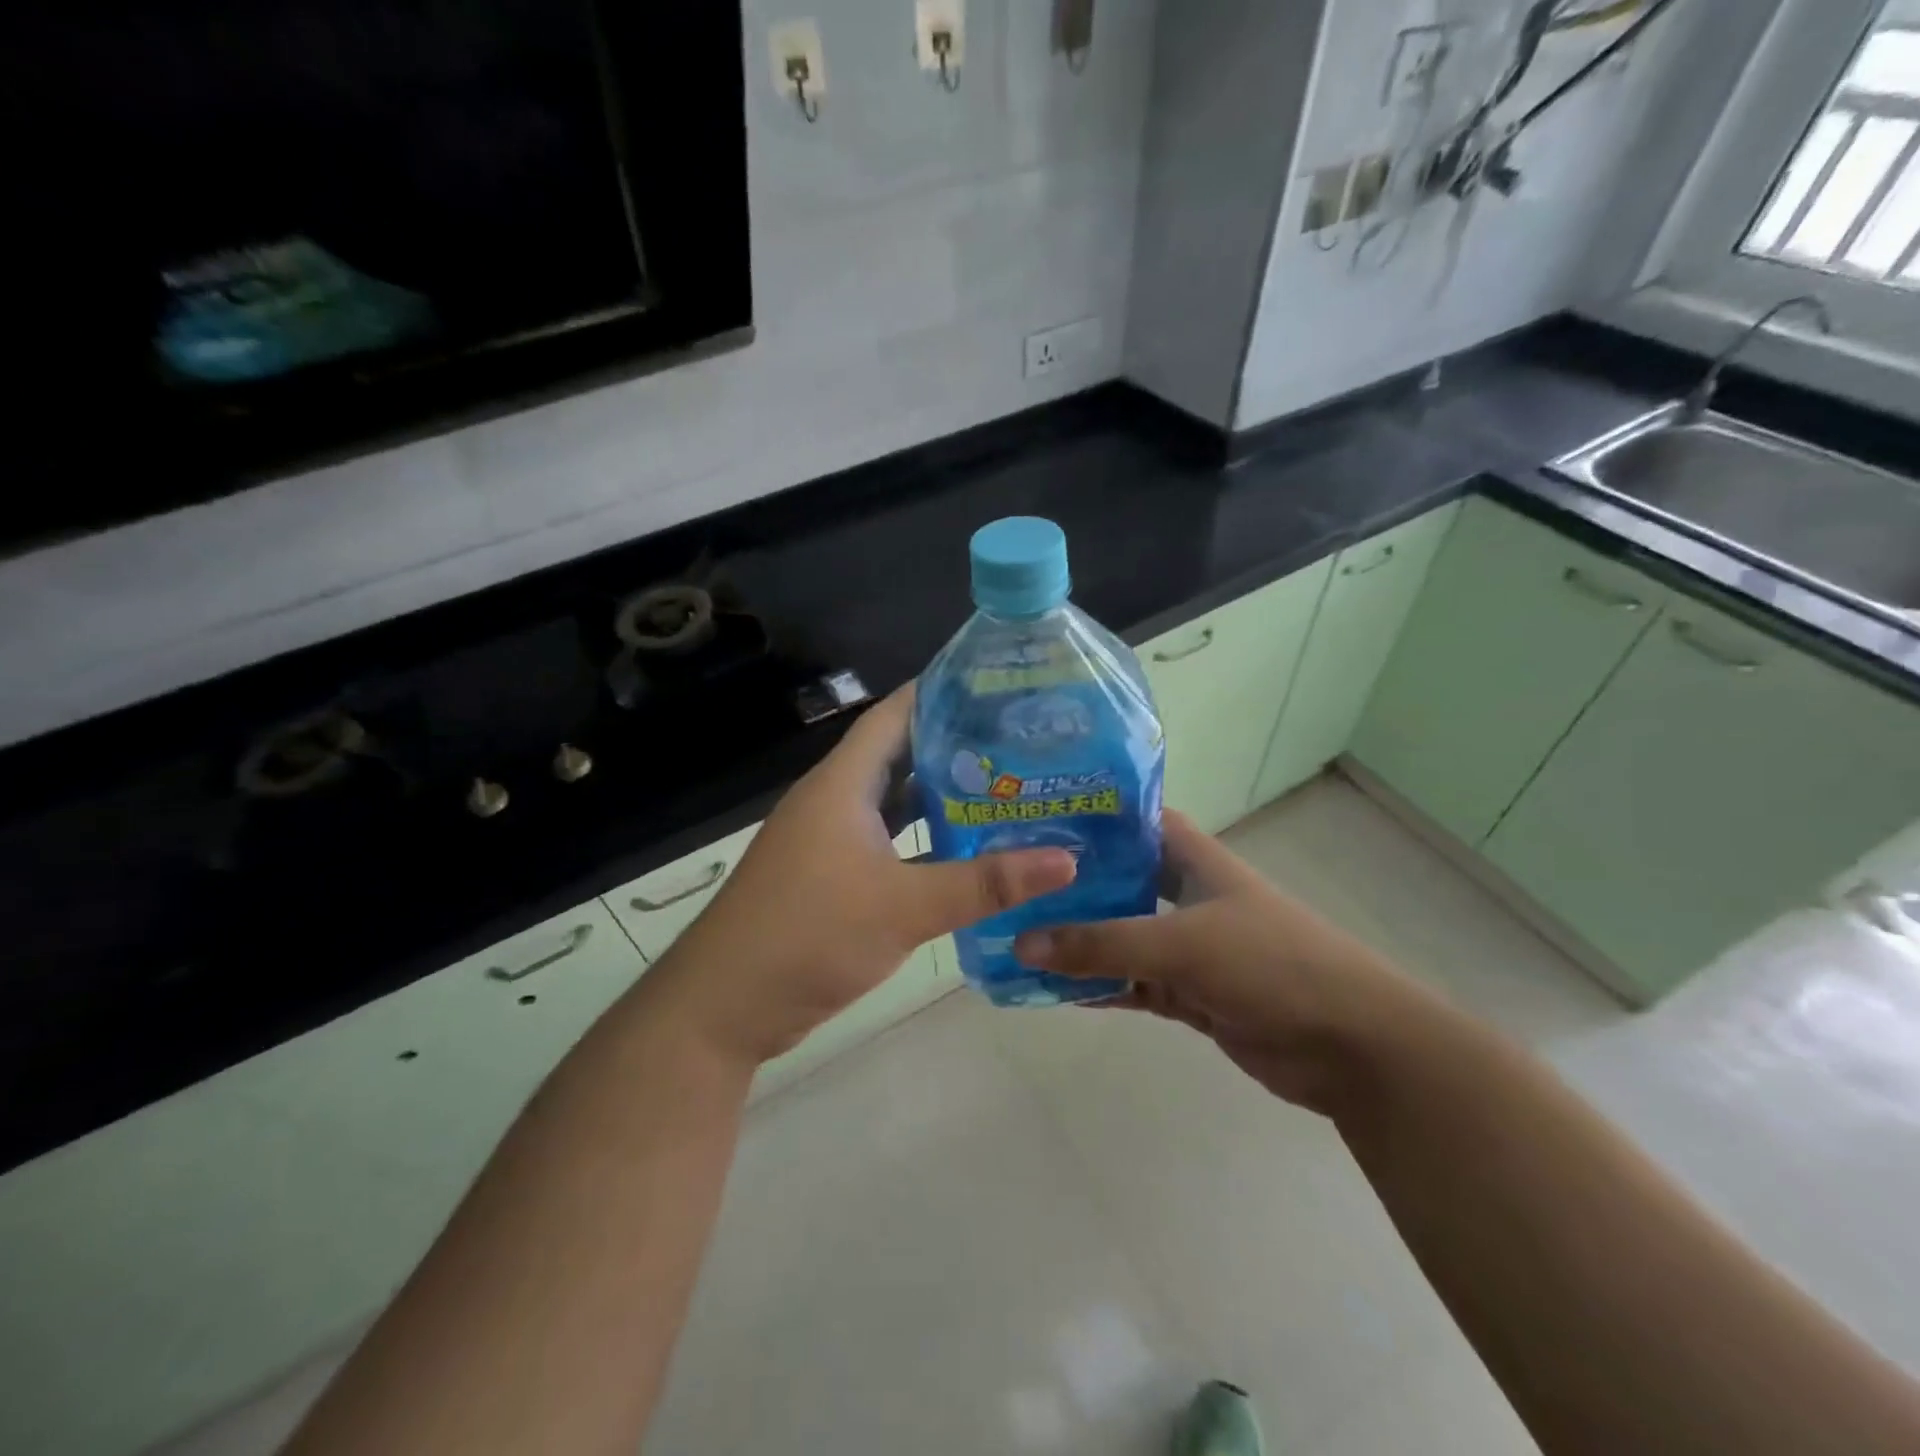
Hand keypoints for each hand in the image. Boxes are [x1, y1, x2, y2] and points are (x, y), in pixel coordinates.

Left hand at [653, 685, 1077, 1067]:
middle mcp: (835, 801)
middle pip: (901, 757)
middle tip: (1023, 745)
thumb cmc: (809, 935)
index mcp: (842, 784)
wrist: (724, 1007)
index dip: (941, 692)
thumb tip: (1066, 860)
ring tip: (1009, 793)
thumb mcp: (904, 906)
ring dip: (943, 800)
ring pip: (896, 806)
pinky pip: (890, 845)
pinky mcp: (832, 879)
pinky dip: (926, 844)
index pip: (895, 715)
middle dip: (957, 748)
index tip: (1000, 687)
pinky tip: (970, 855)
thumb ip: (984, 883)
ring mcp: (831, 842)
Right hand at [1014, 811, 1444, 1112]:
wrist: (1351, 1045)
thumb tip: (1022, 942)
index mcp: (1194, 860)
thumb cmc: (1270, 963)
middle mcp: (1188, 895)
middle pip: (1120, 879)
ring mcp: (1189, 947)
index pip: (1134, 820)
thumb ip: (1102, 943)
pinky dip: (1099, 986)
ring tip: (1017, 937)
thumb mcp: (1180, 944)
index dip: (1090, 815)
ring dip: (1079, 942)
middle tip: (1011, 883)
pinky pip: (1132, 983)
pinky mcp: (1191, 993)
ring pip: (1121, 937)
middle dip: (1071, 884)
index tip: (1034, 818)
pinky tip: (1054, 989)